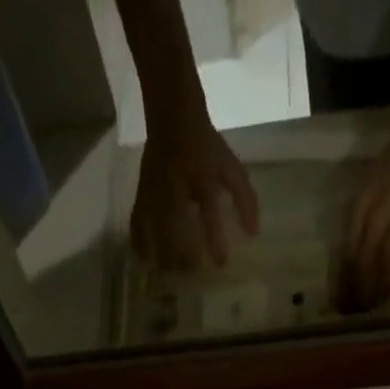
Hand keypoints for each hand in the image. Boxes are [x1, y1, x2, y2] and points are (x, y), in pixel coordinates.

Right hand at [131, 113, 260, 269]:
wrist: (172, 114)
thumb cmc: (207, 146)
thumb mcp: (231, 166)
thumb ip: (244, 199)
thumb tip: (252, 234)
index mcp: (201, 174)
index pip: (208, 208)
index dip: (214, 237)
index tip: (220, 263)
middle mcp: (175, 182)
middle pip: (174, 223)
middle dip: (181, 251)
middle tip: (191, 273)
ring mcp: (155, 187)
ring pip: (154, 225)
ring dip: (161, 252)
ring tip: (169, 274)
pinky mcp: (142, 191)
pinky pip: (137, 220)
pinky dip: (139, 241)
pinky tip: (144, 260)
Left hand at [335, 127, 389, 312]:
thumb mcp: (368, 187)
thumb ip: (359, 218)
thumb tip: (349, 259)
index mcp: (360, 204)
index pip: (346, 250)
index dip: (343, 279)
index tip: (340, 302)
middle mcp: (378, 209)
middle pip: (363, 258)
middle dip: (359, 289)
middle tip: (359, 311)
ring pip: (386, 258)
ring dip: (382, 285)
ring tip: (380, 305)